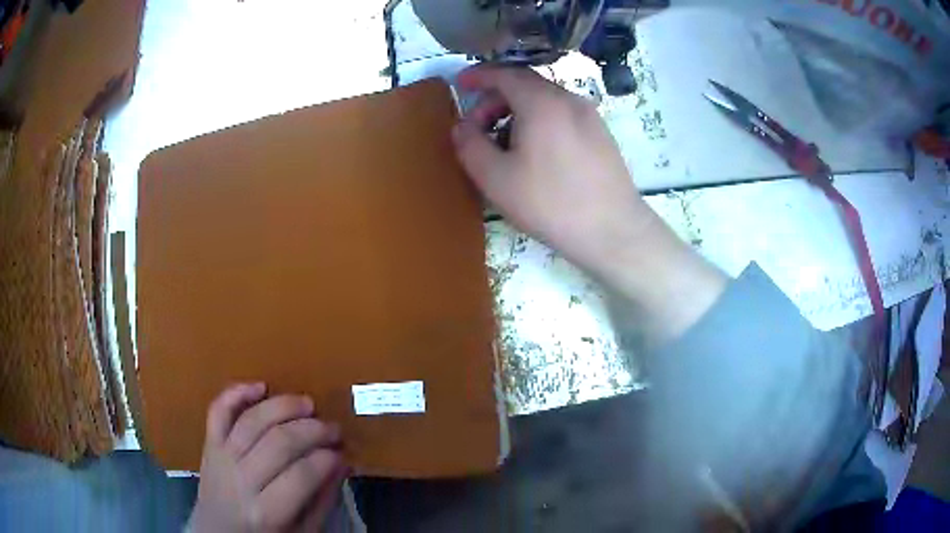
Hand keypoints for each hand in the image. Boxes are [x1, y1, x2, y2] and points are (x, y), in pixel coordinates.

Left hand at [189, 383, 346, 532]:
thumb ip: (322, 500)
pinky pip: (218, 411)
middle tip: (333, 429)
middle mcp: (240, 481)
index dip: (326, 458)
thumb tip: (342, 463)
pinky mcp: (209, 444)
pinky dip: (236, 393)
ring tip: (308, 403)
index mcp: (265, 512)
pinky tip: (260, 386)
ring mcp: (221, 458)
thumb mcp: (301, 532)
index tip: (342, 452)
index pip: (301, 475)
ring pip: (251, 421)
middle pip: (278, 443)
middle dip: (312, 430)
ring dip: (282, 406)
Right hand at [452, 65, 726, 341]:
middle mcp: (569, 99)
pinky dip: (540, 121)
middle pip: (526, 85)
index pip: (505, 73)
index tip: (460, 84)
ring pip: (545, 101)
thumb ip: (470, 145)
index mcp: (542, 102)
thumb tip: (462, 126)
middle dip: (495, 99)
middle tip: (478, 128)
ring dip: (517, 112)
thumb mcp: (496, 178)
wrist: (613, 231)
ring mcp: (590, 116)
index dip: (478, 75)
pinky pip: (562, 115)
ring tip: (504, 145)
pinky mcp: (601, 135)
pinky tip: (535, 154)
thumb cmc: (550, 203)